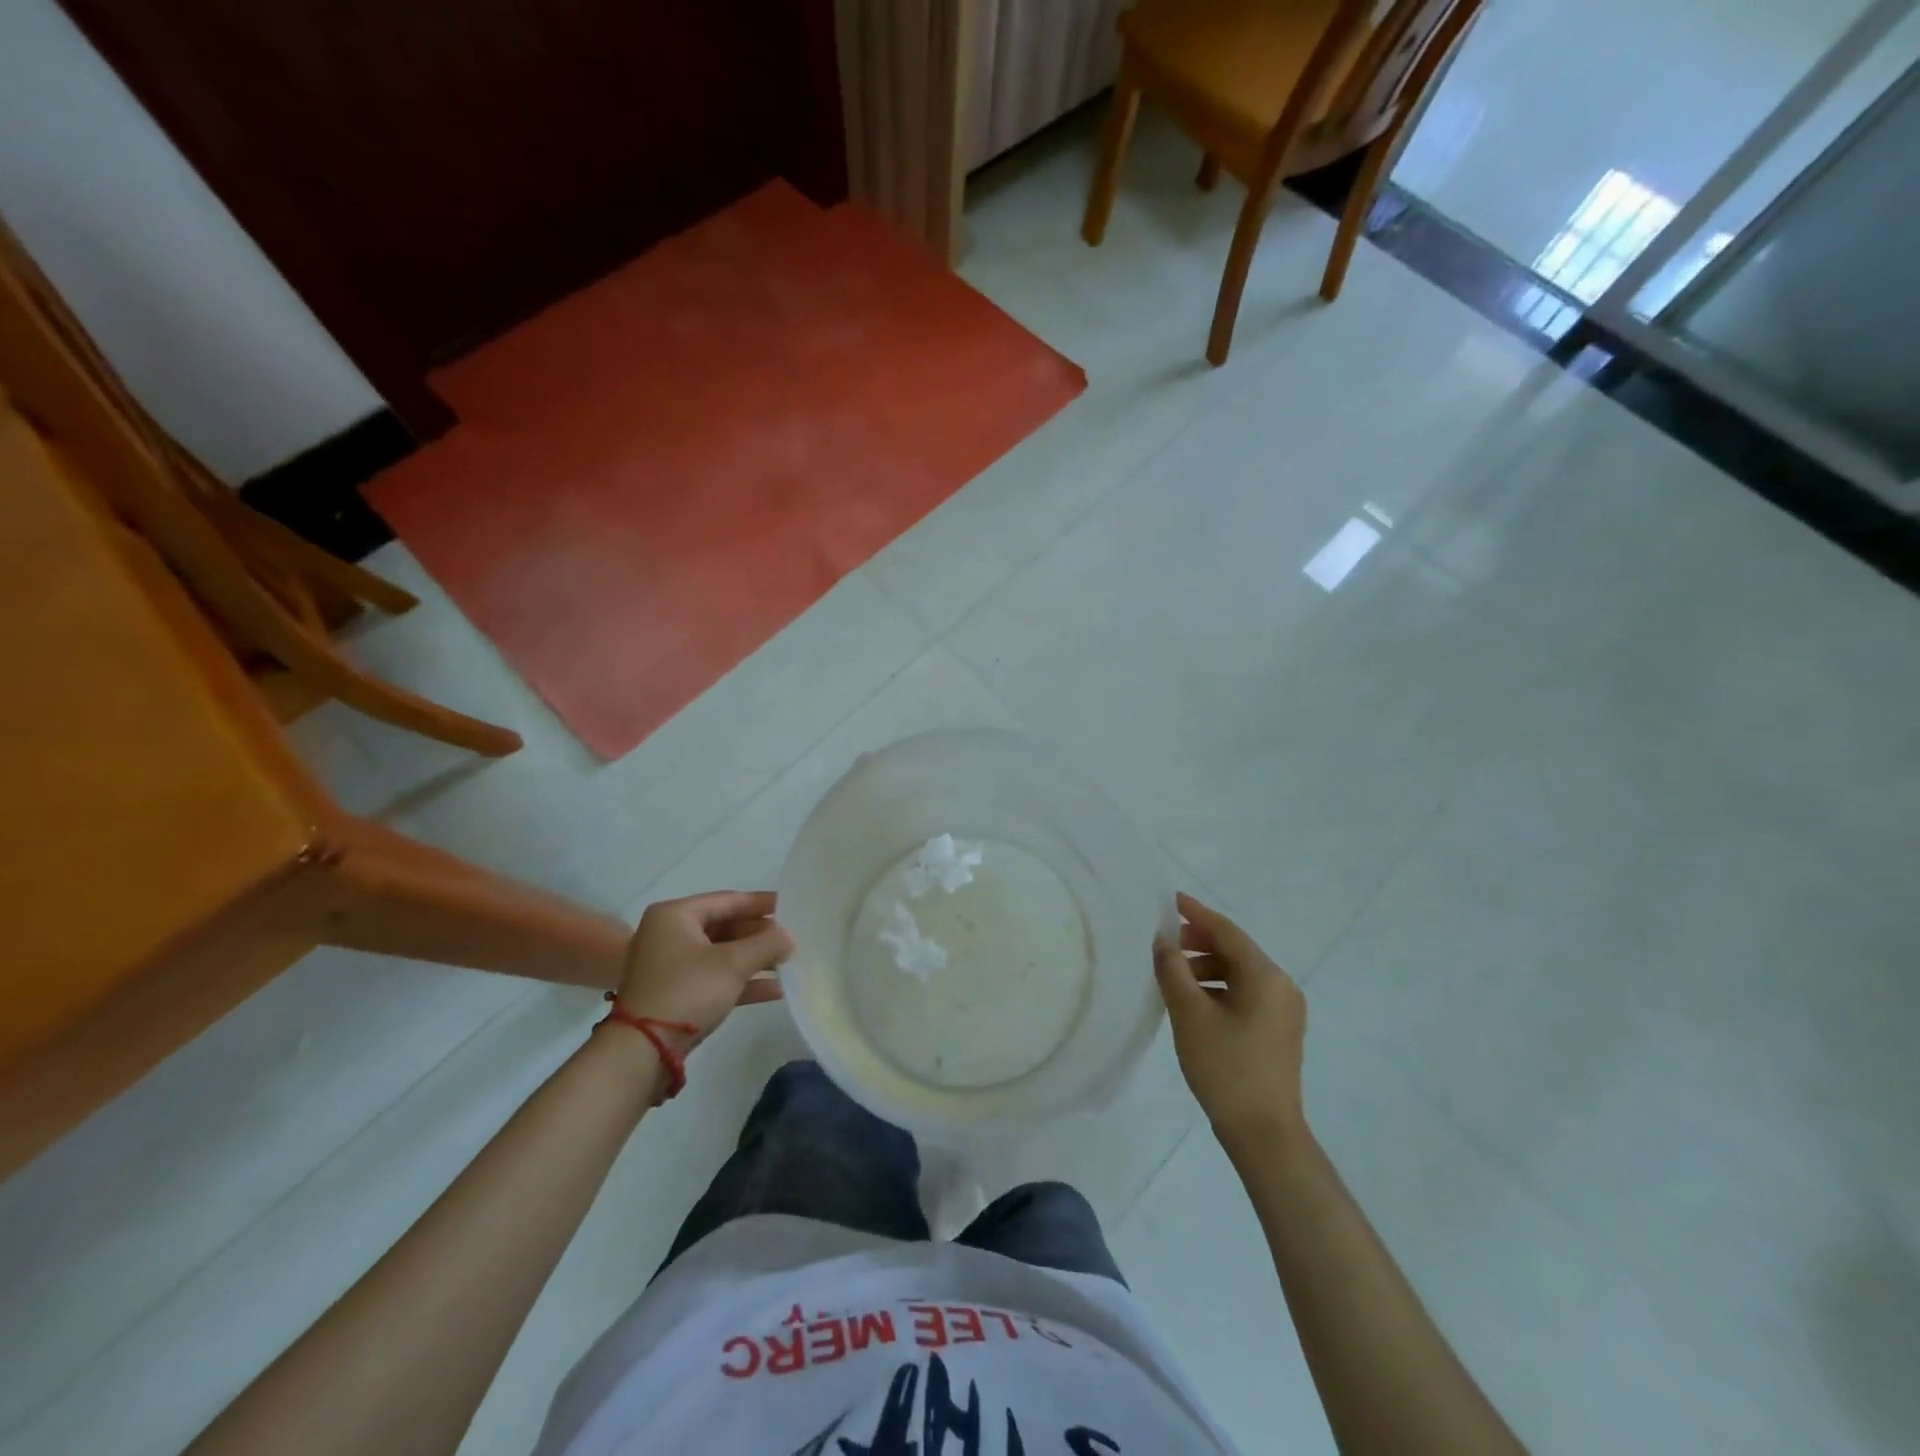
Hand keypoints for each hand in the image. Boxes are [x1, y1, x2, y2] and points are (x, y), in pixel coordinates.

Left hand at [614, 891, 793, 1052]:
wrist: (642, 1050)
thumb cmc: (687, 991)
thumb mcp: (733, 964)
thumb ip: (766, 944)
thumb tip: (788, 937)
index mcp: (675, 915)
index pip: (727, 900)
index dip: (761, 903)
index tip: (790, 905)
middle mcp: (669, 934)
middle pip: (725, 926)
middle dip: (759, 935)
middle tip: (792, 937)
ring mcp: (670, 965)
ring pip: (721, 954)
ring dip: (754, 959)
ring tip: (789, 962)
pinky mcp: (676, 993)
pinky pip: (715, 977)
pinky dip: (742, 981)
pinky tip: (775, 989)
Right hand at [1153, 892, 1307, 1157]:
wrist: (1264, 1134)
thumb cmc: (1226, 1068)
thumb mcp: (1190, 1015)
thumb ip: (1173, 970)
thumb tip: (1162, 941)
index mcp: (1265, 976)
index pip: (1226, 931)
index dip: (1195, 914)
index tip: (1169, 900)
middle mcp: (1281, 986)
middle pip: (1235, 950)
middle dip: (1197, 942)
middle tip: (1162, 944)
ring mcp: (1283, 1010)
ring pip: (1239, 973)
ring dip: (1205, 967)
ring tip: (1172, 976)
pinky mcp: (1278, 1030)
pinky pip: (1245, 993)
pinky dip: (1217, 988)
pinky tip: (1192, 1000)